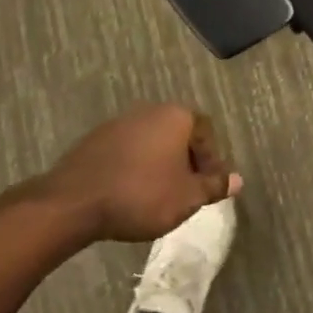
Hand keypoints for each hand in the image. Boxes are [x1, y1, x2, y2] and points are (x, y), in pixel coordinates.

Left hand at [29, 104, 240, 242]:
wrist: (74, 201)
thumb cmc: (142, 195)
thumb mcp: (187, 197)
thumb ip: (214, 186)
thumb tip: (237, 180)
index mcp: (177, 116)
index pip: (206, 132)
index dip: (211, 160)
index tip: (208, 186)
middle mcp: (150, 111)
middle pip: (178, 133)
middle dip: (186, 160)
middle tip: (186, 190)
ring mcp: (120, 122)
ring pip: (151, 141)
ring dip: (159, 163)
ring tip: (158, 194)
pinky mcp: (95, 139)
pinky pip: (127, 150)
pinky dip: (135, 167)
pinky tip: (130, 192)